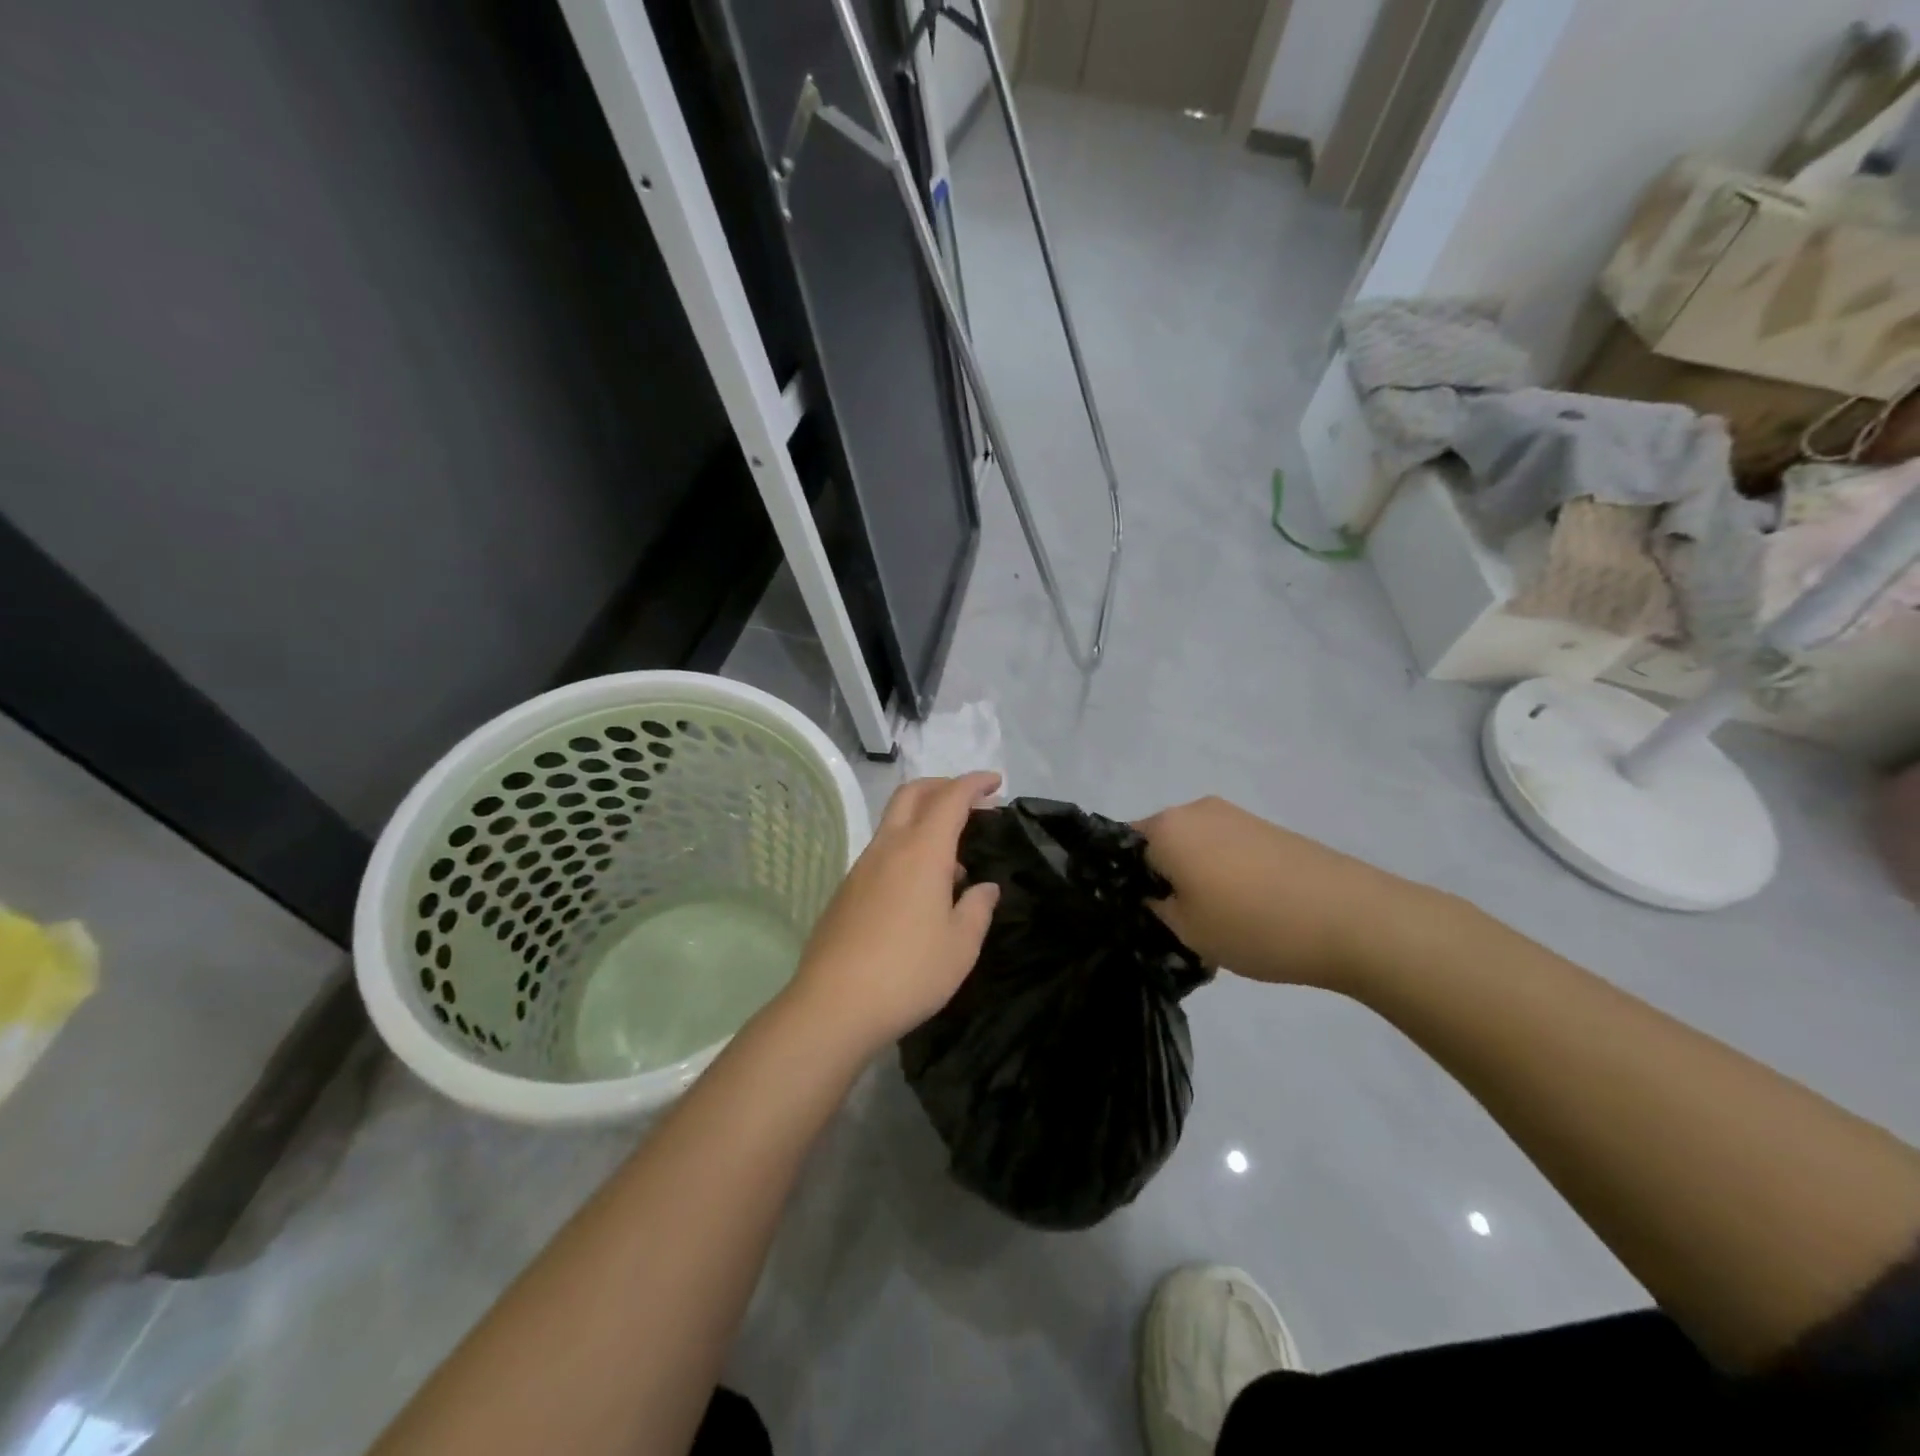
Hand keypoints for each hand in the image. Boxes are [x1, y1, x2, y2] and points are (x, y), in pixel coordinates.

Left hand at [784, 773, 1002, 1056]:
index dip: (974, 784)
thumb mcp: (961, 946)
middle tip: (971, 801)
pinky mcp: (846, 890)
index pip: (950, 798)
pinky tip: (921, 888)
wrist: (833, 1005)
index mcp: (922, 851)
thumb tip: (984, 887)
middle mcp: (888, 848)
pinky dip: (907, 847)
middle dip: (943, 786)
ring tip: (954, 856)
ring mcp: (862, 867)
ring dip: (924, 819)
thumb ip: (978, 909)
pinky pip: (882, 850)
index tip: (995, 782)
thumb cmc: (909, 972)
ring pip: (893, 821)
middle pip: (912, 794)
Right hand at [1137, 796, 1446, 990]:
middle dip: (1158, 877)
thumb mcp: (1187, 931)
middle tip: (1169, 923)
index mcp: (1167, 827)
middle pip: (1158, 842)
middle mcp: (1196, 810)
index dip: (1120, 879)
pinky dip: (1222, 874)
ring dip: (1192, 876)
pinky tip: (1243, 909)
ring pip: (1193, 846)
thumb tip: (1152, 894)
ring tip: (1211, 921)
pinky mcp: (1268, 829)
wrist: (1355, 918)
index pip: (1119, 845)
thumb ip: (1156, 907)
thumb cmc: (1254, 924)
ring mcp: (1236, 816)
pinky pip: (1225, 849)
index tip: (1131, 912)